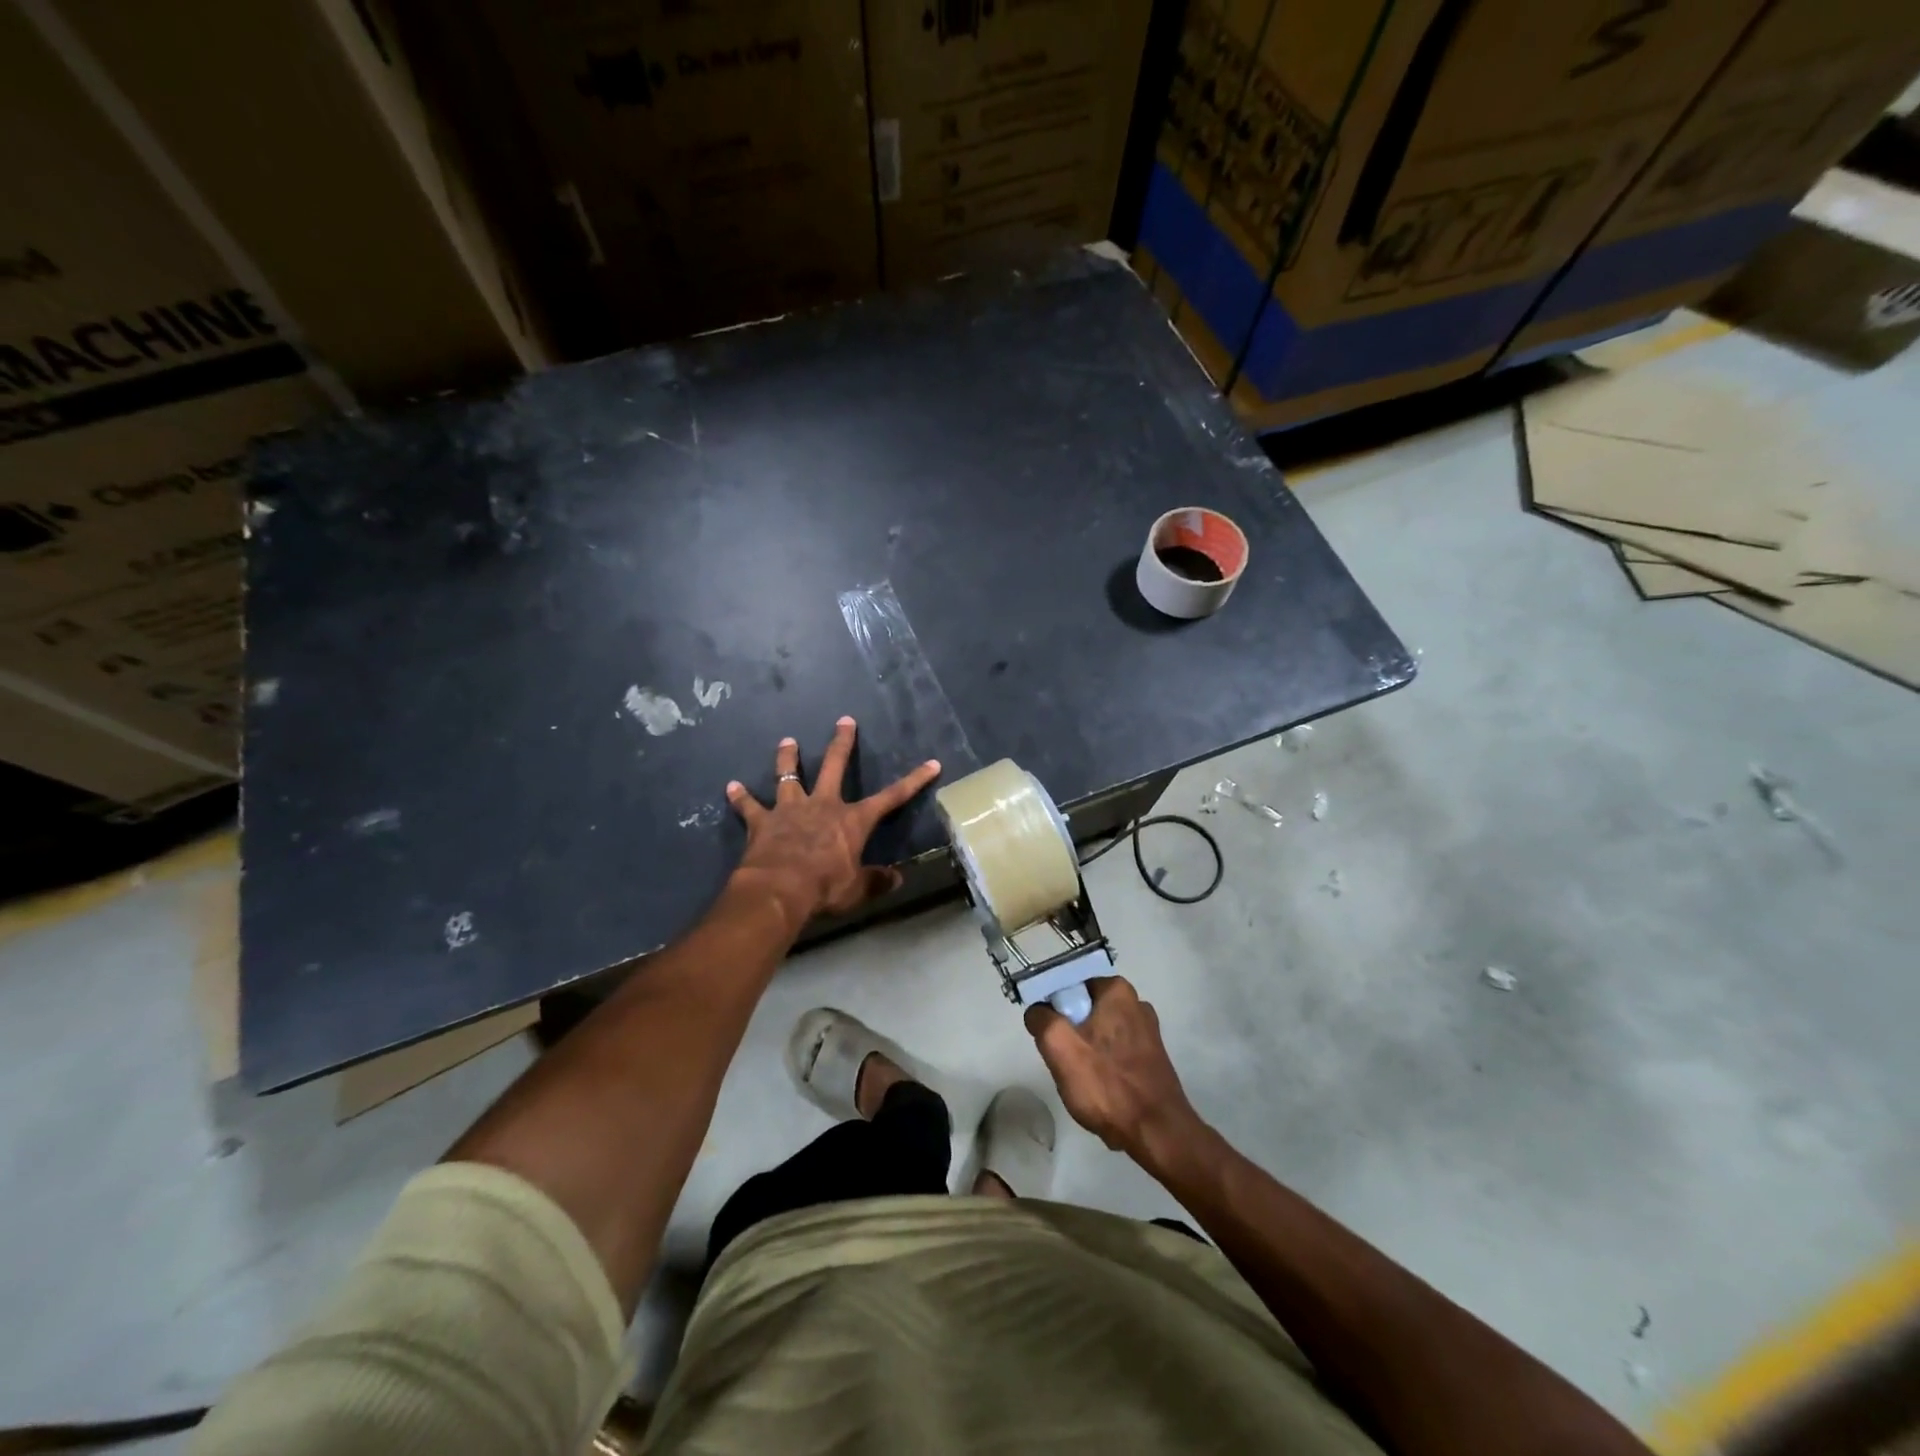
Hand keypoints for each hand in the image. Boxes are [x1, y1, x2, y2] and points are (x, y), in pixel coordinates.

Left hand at [725, 716, 939, 931]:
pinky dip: (740, 797)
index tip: (932, 763)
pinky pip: (749, 806)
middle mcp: (823, 806)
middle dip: (842, 743)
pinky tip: (730, 786)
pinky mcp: (762, 822)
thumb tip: (898, 879)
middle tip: (845, 720)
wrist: (779, 889)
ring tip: (787, 741)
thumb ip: (876, 881)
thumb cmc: (825, 887)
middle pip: (834, 767)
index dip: (913, 781)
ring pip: (789, 776)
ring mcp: (790, 810)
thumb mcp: (857, 889)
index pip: (891, 797)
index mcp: (852, 821)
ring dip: (787, 759)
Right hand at [1025, 976, 1205, 1163]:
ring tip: (1085, 1082)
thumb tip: (1039, 1012)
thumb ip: (1041, 1019)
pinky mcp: (1152, 1058)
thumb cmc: (1106, 1084)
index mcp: (1116, 990)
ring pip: (1099, 1035)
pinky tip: (1103, 1091)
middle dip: (1072, 1036)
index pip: (1069, 989)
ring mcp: (1147, 1031)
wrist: (1156, 1133)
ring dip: (1087, 1055)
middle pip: (1084, 1012)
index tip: (1053, 1041)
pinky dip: (1106, 1069)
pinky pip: (1116, 1054)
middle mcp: (1136, 1003)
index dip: (1055, 1013)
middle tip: (1066, 1064)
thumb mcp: (1059, 1046)